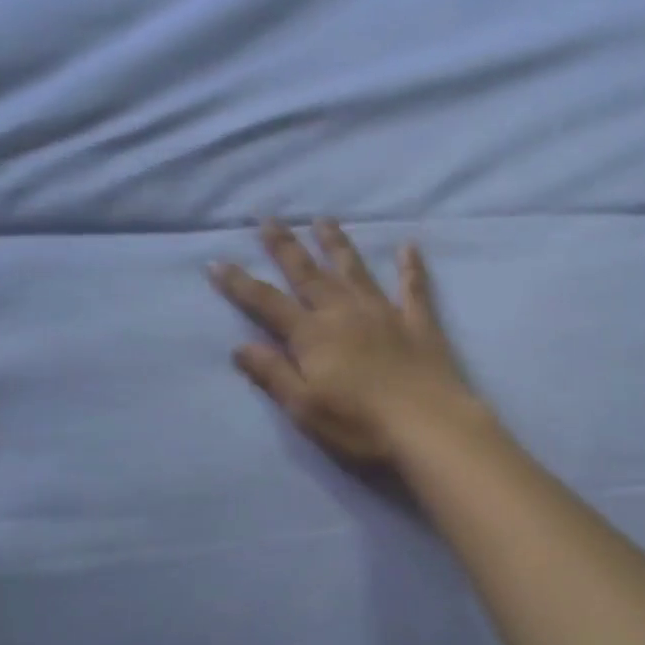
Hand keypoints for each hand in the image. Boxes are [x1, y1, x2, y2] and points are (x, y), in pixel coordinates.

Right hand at [212, 221, 475, 465]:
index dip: (240, 284)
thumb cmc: (361, 424)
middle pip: (309, 274)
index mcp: (313, 336)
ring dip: (338, 244)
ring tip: (325, 220)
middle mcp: (345, 313)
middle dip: (286, 247)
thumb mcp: (305, 408)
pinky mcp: (419, 323)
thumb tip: (240, 346)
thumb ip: (273, 374)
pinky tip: (409, 246)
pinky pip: (414, 288)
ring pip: (355, 270)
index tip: (217, 262)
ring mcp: (385, 313)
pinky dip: (411, 266)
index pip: (267, 303)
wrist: (428, 425)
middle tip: (270, 219)